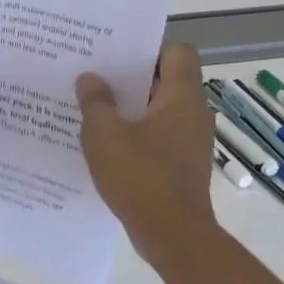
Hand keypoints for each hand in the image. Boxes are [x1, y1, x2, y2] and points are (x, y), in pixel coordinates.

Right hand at [76, 42, 218, 270]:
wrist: (172, 235)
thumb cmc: (140, 176)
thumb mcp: (104, 135)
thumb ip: (95, 102)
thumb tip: (90, 78)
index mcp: (181, 97)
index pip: (177, 51)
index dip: (148, 48)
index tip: (116, 56)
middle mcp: (193, 113)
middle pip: (165, 80)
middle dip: (130, 78)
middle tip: (94, 78)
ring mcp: (190, 141)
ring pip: (159, 111)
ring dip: (130, 109)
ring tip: (93, 110)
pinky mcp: (182, 165)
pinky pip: (158, 137)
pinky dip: (135, 135)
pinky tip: (106, 145)